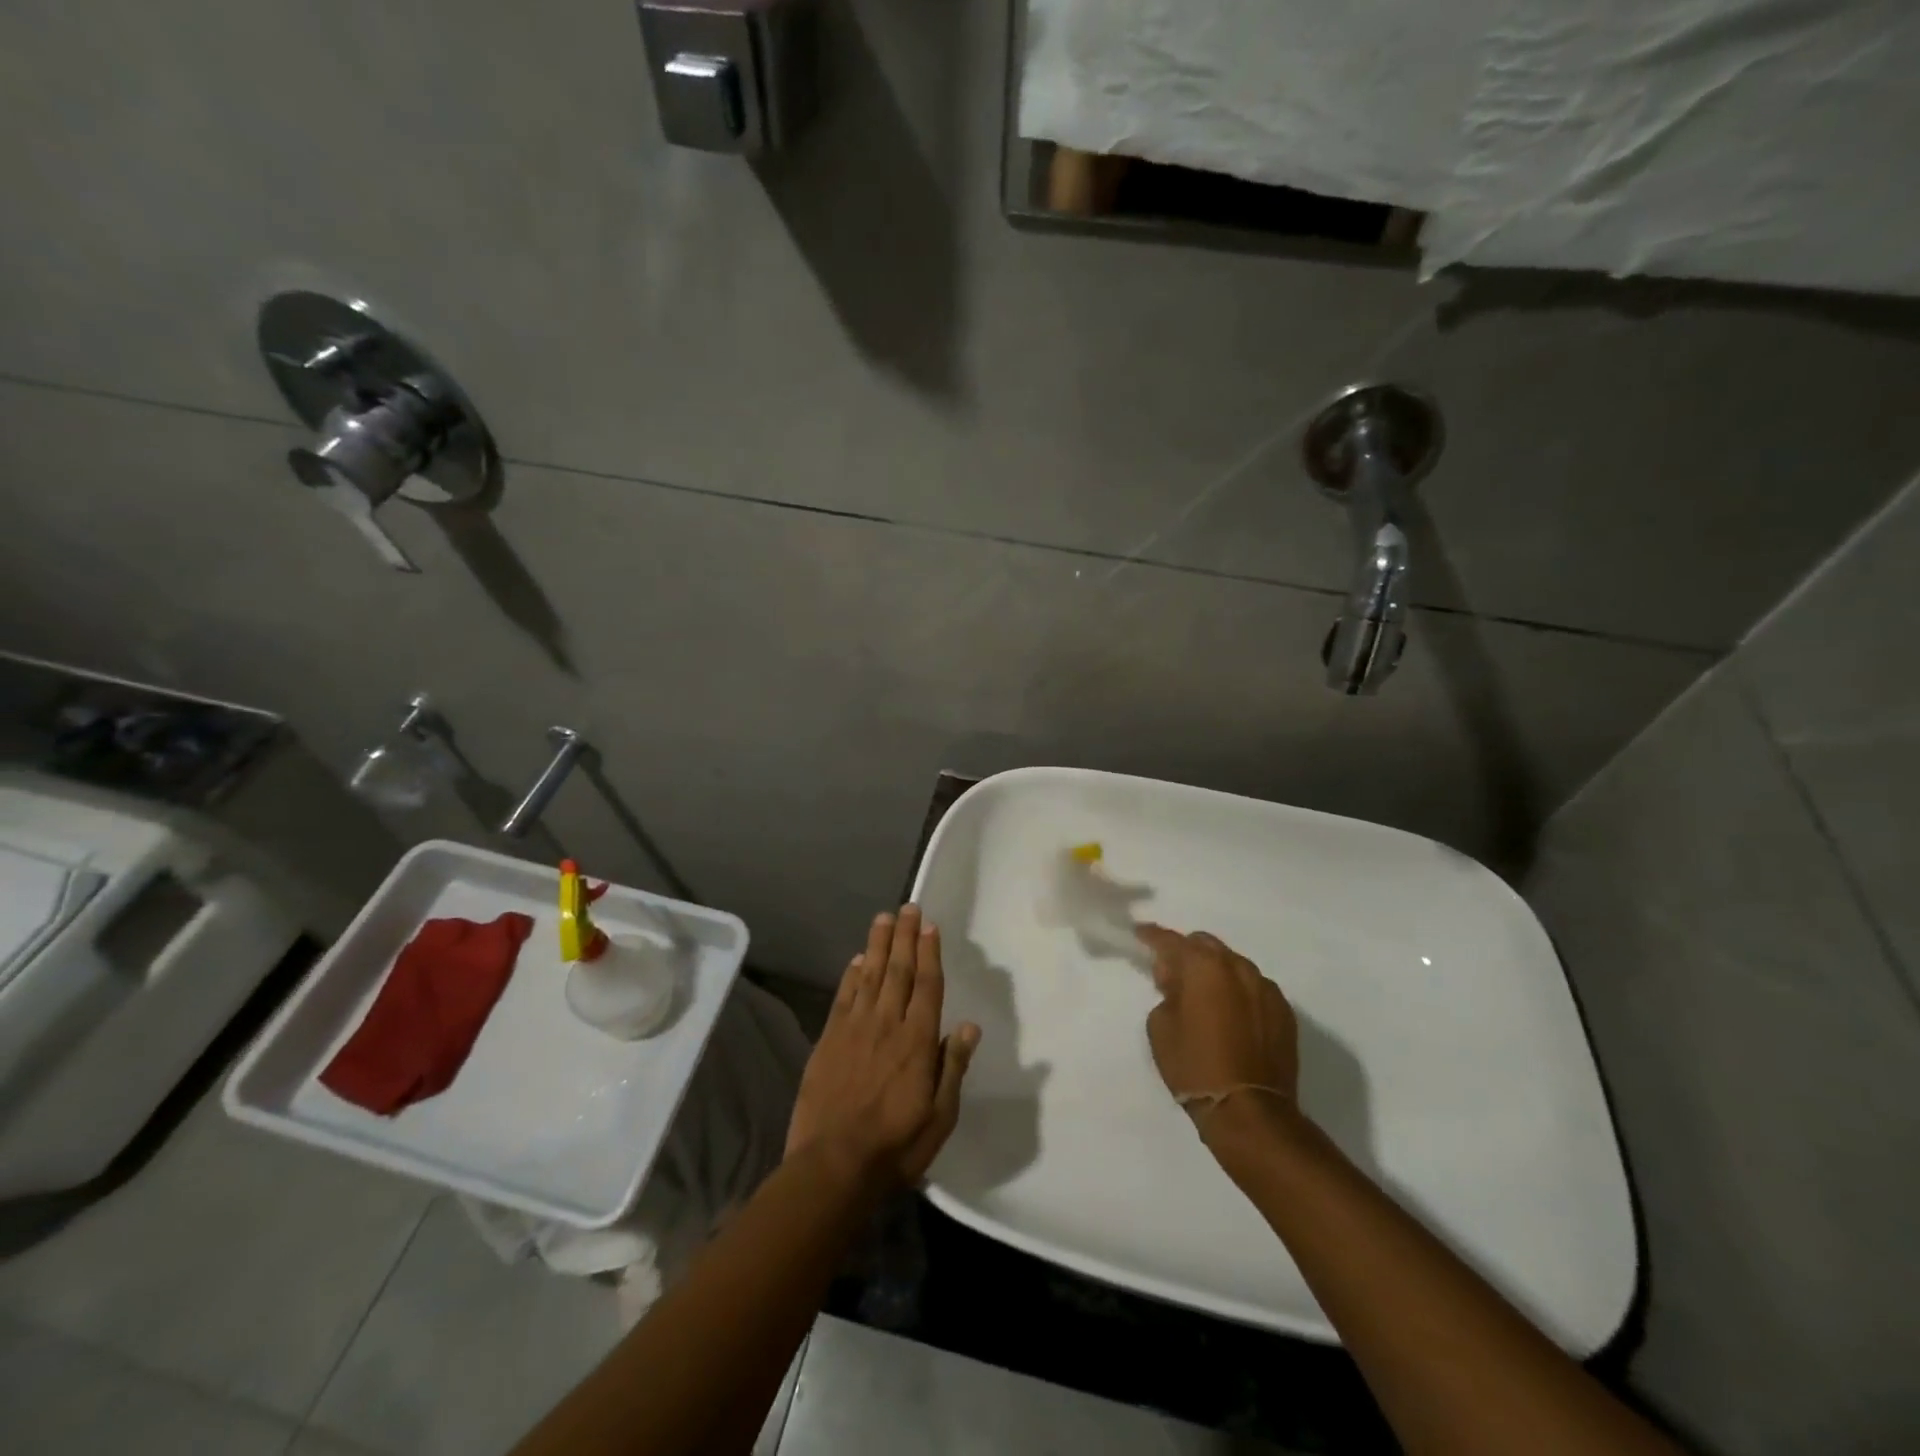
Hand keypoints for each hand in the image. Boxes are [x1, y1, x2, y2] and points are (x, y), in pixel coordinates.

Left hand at [787, 905, 981, 1186]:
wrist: (833, 1165)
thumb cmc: (896, 1145)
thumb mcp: (940, 1116)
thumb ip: (953, 1067)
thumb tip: (970, 1026)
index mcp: (918, 1041)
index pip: (927, 985)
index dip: (929, 953)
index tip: (929, 926)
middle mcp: (887, 1024)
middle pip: (898, 970)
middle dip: (904, 937)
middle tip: (908, 907)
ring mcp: (855, 1029)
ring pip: (869, 975)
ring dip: (877, 945)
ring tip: (883, 918)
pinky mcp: (829, 1039)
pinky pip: (843, 997)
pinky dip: (850, 975)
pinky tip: (856, 960)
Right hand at [1135, 925, 1298, 1119]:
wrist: (1250, 1112)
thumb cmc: (1195, 1066)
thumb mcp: (1161, 1026)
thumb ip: (1167, 993)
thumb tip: (1178, 983)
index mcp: (1205, 966)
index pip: (1171, 940)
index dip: (1152, 936)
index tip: (1140, 934)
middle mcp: (1239, 967)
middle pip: (1206, 945)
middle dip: (1187, 954)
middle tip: (1173, 978)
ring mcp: (1266, 989)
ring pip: (1233, 965)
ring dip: (1215, 973)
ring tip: (1205, 999)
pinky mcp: (1285, 1012)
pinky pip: (1255, 989)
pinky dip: (1238, 993)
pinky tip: (1231, 1017)